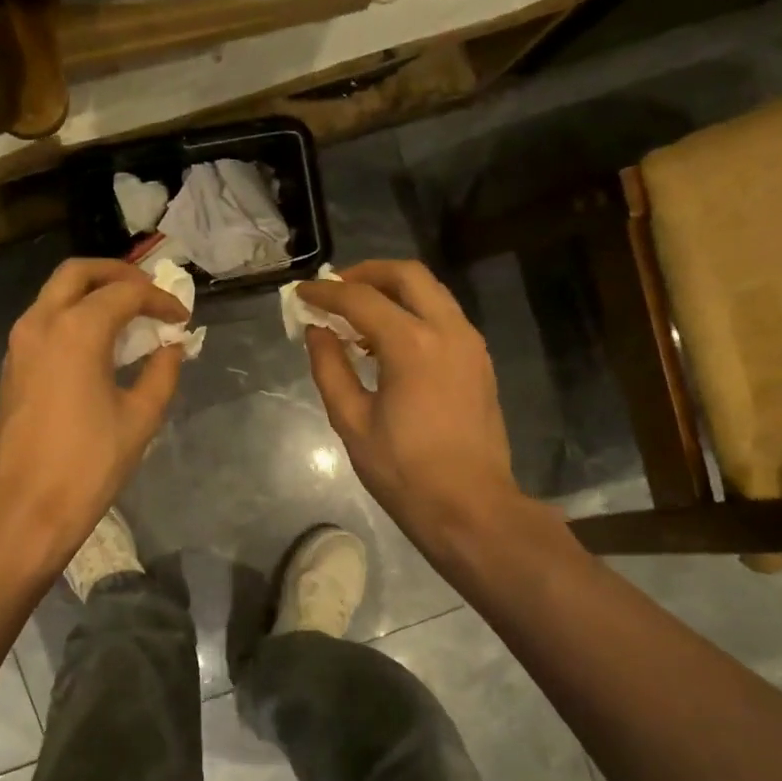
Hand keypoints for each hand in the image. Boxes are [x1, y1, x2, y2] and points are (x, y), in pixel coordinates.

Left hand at [0, 258, 188, 568]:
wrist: (26, 506)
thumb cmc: (89, 463)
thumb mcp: (140, 418)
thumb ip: (162, 373)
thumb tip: (171, 348)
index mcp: (76, 330)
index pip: (126, 293)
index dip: (160, 300)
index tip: (182, 320)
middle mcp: (41, 323)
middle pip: (79, 273)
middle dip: (118, 274)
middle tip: (149, 292)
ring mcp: (20, 343)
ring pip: (55, 293)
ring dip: (92, 293)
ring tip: (128, 316)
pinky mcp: (12, 365)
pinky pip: (44, 320)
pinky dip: (73, 316)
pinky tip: (99, 344)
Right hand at [297, 260, 528, 557]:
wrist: (470, 506)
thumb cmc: (403, 471)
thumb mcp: (352, 422)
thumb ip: (330, 368)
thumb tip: (317, 332)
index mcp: (412, 345)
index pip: (361, 300)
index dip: (326, 293)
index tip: (301, 294)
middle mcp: (448, 330)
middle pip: (407, 275)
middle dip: (366, 274)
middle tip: (335, 289)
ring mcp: (470, 344)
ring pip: (431, 292)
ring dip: (393, 291)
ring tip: (358, 315)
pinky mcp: (479, 361)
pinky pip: (444, 317)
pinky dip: (414, 313)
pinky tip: (390, 341)